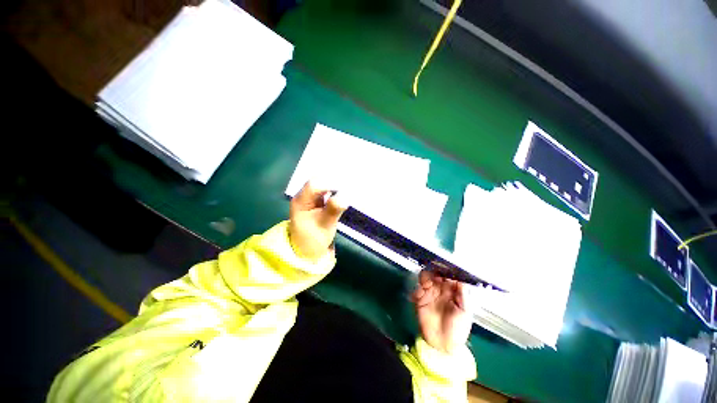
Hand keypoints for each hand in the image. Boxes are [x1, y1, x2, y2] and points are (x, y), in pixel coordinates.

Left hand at [289, 181, 347, 260]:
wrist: (307, 251)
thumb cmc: (313, 240)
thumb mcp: (324, 225)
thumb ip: (333, 209)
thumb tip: (345, 195)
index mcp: (301, 200)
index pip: (315, 184)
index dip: (330, 183)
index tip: (346, 188)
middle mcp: (304, 195)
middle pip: (319, 180)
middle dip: (335, 181)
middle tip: (352, 185)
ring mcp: (311, 197)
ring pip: (324, 183)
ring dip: (337, 184)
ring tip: (350, 187)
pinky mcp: (317, 201)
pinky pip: (327, 190)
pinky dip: (336, 189)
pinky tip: (345, 191)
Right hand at [413, 270, 470, 353]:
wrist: (443, 345)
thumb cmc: (458, 329)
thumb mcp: (465, 313)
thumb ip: (463, 295)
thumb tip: (461, 279)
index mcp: (453, 291)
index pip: (449, 275)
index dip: (447, 270)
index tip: (444, 266)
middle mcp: (441, 289)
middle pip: (435, 273)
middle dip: (434, 270)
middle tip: (434, 274)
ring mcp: (429, 293)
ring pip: (425, 278)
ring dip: (425, 277)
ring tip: (426, 283)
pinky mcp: (420, 299)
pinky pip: (416, 289)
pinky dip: (417, 289)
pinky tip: (419, 294)